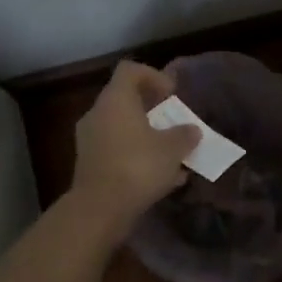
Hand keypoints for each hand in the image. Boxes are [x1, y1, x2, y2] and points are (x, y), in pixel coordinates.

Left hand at [68, 61, 200, 234]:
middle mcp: (98, 114)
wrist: (99, 210)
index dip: (153, 76)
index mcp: (116, 100)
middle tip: (173, 122)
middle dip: (153, 110)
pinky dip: (136, 157)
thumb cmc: (138, 166)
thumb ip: (185, 134)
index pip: (130, 70)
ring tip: (171, 154)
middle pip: (126, 100)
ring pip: (122, 128)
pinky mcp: (90, 165)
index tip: (171, 94)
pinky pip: (117, 151)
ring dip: (146, 136)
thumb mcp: (173, 148)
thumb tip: (192, 130)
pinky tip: (160, 178)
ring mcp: (90, 141)